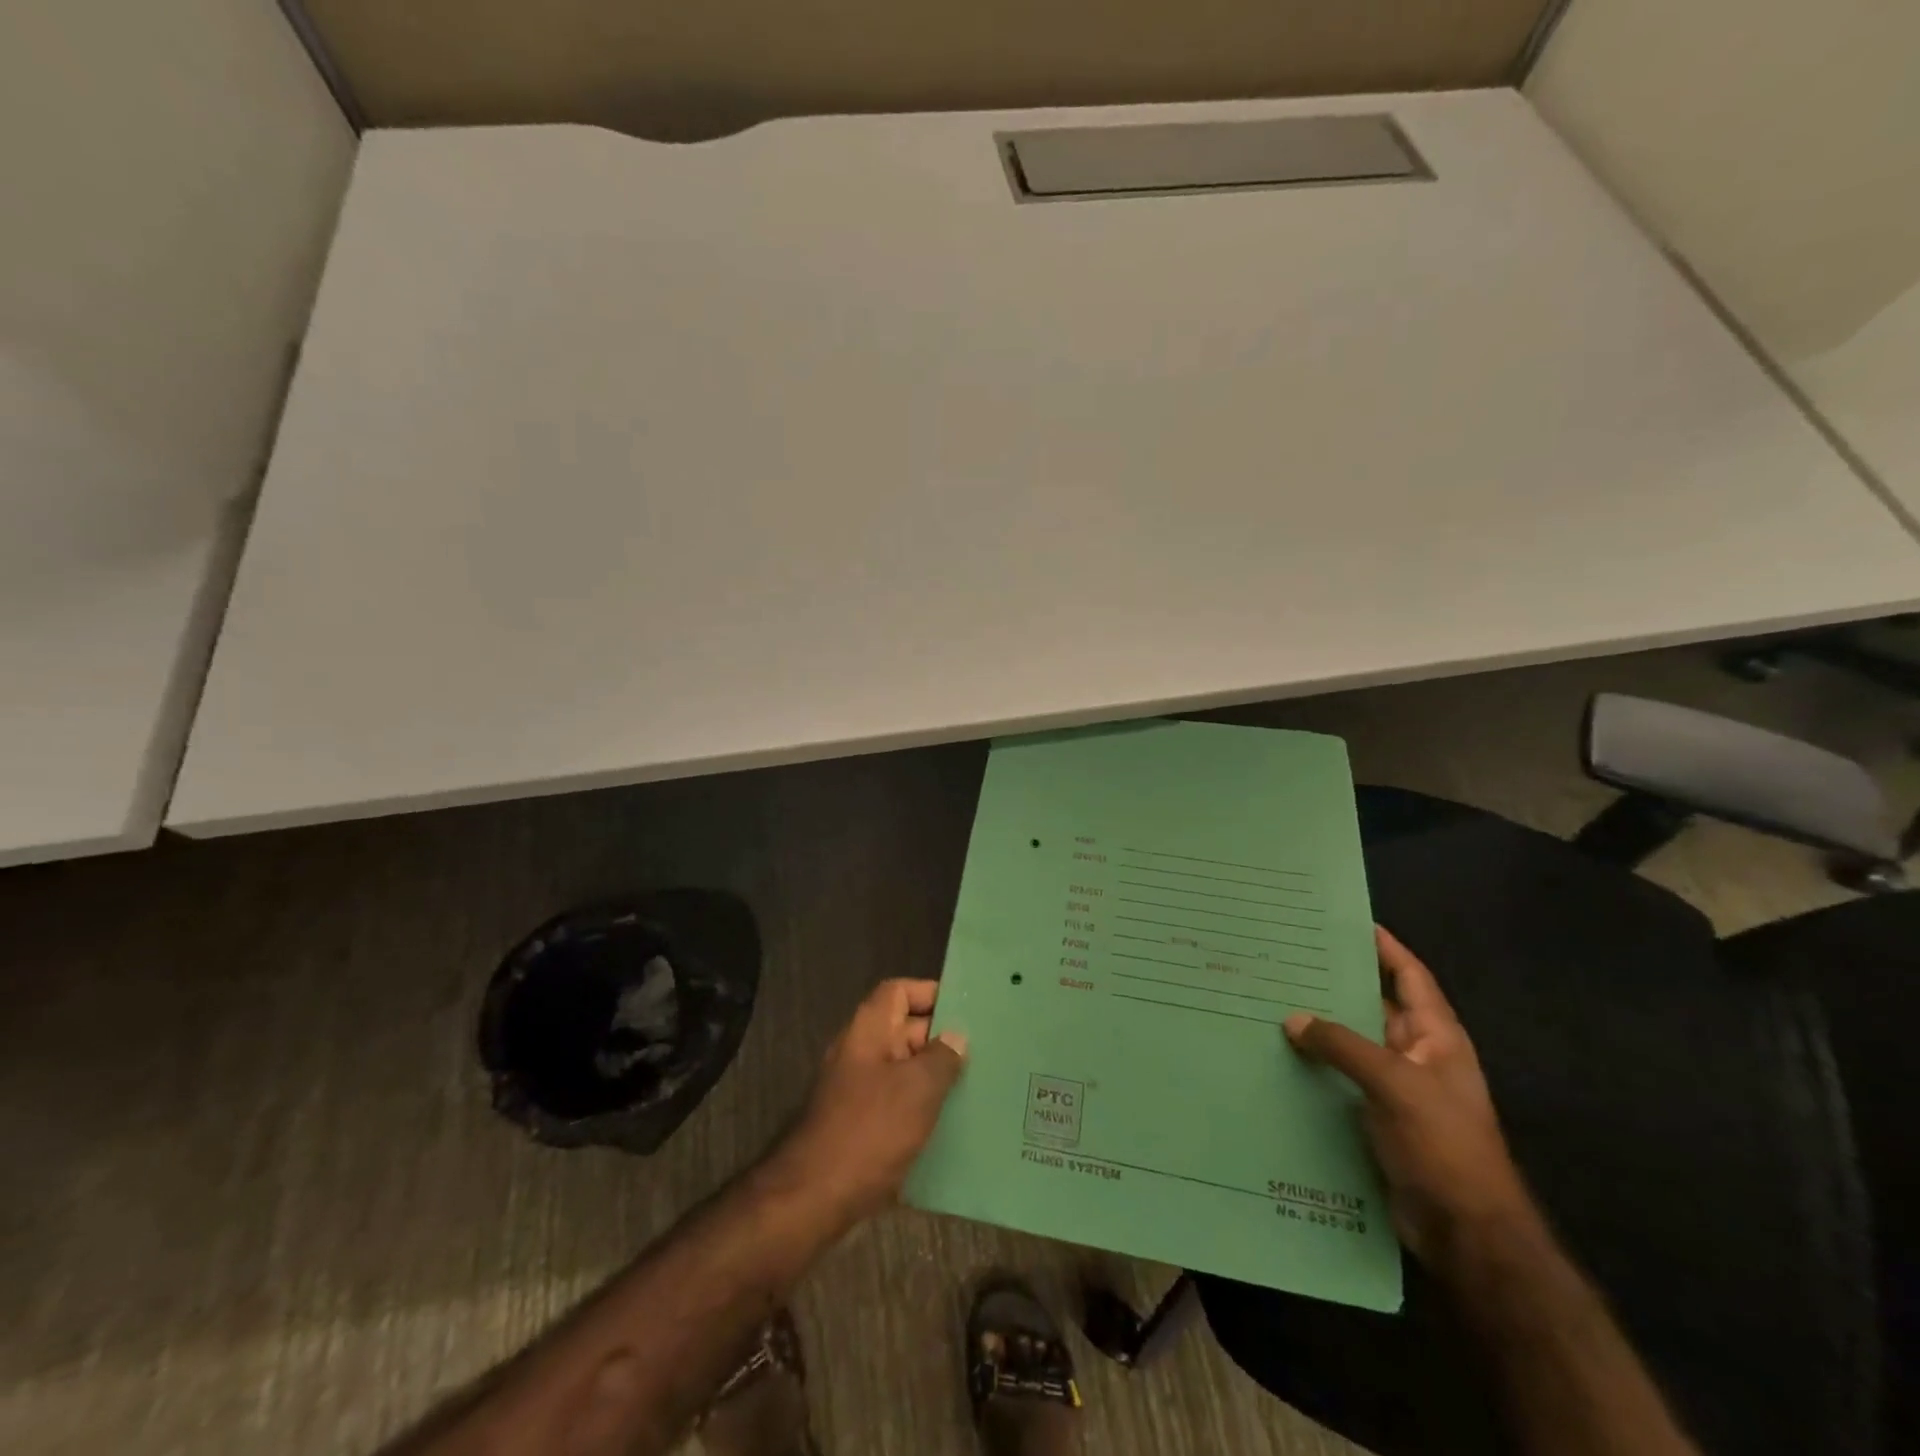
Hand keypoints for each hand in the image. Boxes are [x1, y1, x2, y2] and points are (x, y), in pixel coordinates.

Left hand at [775, 979, 967, 1222]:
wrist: (813, 1197)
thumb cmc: (870, 1130)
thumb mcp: (917, 1089)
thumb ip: (942, 1058)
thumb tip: (955, 1037)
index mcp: (868, 1029)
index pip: (899, 991)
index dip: (931, 993)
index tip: (966, 1009)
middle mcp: (859, 1051)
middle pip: (903, 1029)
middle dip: (940, 1039)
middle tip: (984, 1051)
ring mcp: (855, 1089)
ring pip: (902, 1069)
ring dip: (933, 1076)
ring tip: (975, 1086)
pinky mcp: (858, 1124)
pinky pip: (895, 1101)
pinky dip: (919, 1107)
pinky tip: (949, 1125)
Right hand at [1284, 927, 1537, 1272]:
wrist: (1466, 1232)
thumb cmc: (1444, 1145)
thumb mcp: (1395, 1085)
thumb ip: (1343, 1046)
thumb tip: (1292, 1018)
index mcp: (1436, 1037)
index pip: (1410, 976)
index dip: (1385, 947)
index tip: (1349, 921)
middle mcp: (1416, 1055)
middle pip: (1374, 1005)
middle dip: (1337, 982)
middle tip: (1289, 956)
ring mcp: (1397, 1088)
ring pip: (1352, 1042)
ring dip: (1320, 1025)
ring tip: (1271, 998)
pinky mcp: (1375, 1116)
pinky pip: (1341, 1077)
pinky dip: (1315, 1064)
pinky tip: (1279, 1055)